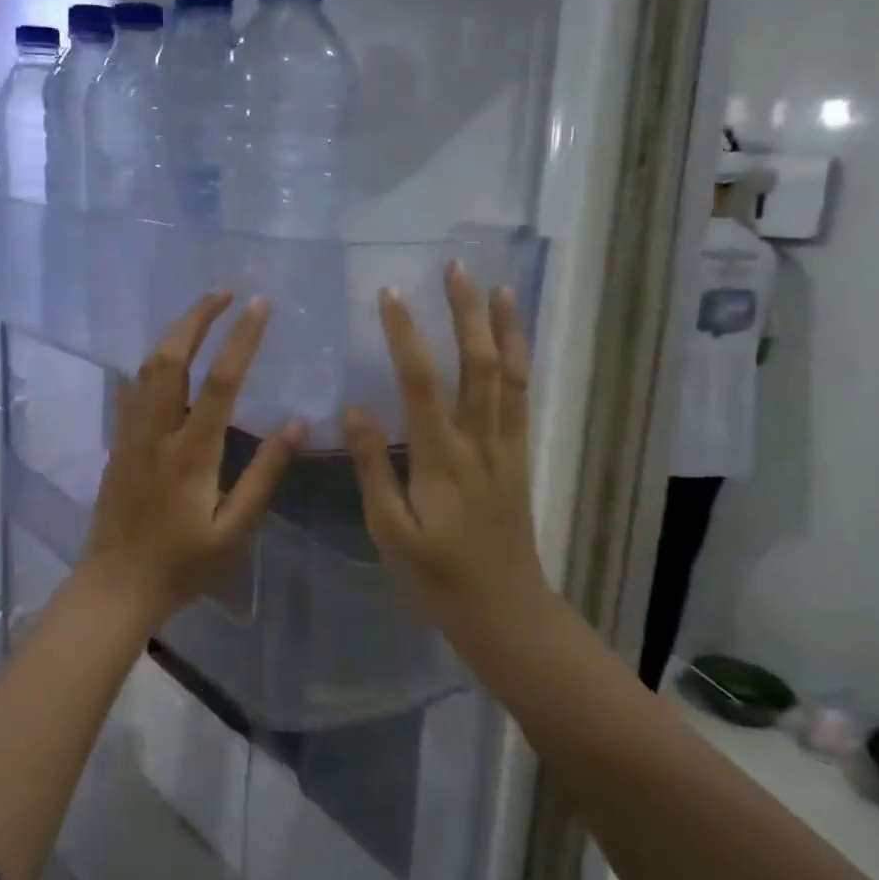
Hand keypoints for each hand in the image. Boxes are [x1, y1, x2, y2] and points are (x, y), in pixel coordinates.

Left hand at [82, 291, 305, 625]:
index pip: (219, 381)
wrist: (115, 587)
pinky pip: (132, 390)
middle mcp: (156, 432)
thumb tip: (298, 423)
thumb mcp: (235, 529)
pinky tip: (163, 361)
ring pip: (145, 368)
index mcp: (191, 453)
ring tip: (201, 314)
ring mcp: (131, 435)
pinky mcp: (118, 444)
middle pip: (169, 358)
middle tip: (224, 292)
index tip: (260, 304)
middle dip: (195, 317)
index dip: (241, 338)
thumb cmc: (182, 564)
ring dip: (173, 333)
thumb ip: (264, 474)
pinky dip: (151, 364)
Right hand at [344, 262, 545, 631]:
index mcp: (440, 460)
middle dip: (466, 313)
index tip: (390, 294)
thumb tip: (355, 407)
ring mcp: (506, 447)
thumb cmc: (437, 576)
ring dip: (503, 327)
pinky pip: (523, 399)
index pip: (420, 382)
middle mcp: (479, 442)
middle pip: (477, 365)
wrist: (505, 612)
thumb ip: (372, 467)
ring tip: (498, 286)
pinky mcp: (520, 456)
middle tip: (456, 268)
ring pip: (509, 376)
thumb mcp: (390, 531)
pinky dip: (521, 361)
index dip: (405, 334)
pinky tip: (515, 339)